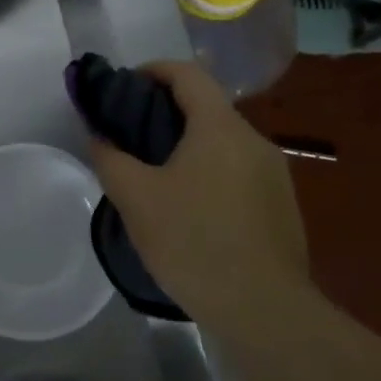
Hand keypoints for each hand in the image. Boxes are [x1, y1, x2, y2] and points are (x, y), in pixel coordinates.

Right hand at [87, 60, 307, 324]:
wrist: (264, 310)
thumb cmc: (193, 242)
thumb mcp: (136, 198)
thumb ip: (110, 158)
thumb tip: (98, 136)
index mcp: (220, 127)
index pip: (187, 73)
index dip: (153, 70)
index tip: (125, 87)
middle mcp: (253, 140)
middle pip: (206, 106)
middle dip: (166, 111)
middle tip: (131, 135)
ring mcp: (274, 173)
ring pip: (223, 141)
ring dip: (189, 144)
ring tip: (155, 174)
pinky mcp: (282, 205)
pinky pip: (238, 170)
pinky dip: (209, 170)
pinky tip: (190, 207)